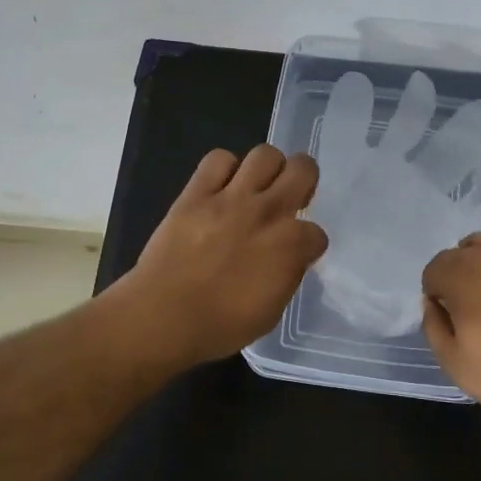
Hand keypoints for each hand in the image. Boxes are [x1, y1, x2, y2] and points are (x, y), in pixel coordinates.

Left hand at [115, 145, 328, 365]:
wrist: (163, 317)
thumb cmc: (220, 326)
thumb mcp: (271, 311)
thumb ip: (286, 275)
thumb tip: (288, 259)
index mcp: (290, 246)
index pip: (317, 232)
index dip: (308, 244)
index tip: (296, 253)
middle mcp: (267, 212)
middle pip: (303, 169)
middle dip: (304, 180)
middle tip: (290, 197)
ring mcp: (231, 198)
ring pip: (265, 154)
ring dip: (268, 168)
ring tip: (258, 186)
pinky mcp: (197, 193)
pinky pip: (218, 159)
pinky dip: (224, 168)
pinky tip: (221, 186)